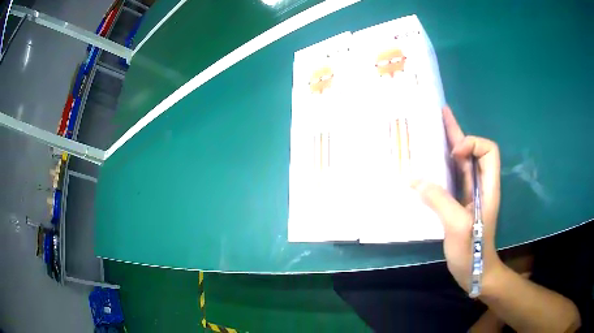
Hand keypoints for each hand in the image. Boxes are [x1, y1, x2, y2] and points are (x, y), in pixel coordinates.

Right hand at [412, 106, 501, 292]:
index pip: (488, 151)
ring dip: (449, 145)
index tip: (454, 153)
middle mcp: (480, 185)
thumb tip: (414, 180)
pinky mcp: (460, 203)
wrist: (476, 272)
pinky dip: (441, 167)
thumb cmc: (472, 251)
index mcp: (487, 186)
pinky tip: (429, 164)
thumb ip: (439, 201)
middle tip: (440, 115)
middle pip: (474, 151)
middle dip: (457, 133)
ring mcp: (470, 194)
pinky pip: (452, 178)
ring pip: (462, 163)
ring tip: (432, 131)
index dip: (472, 144)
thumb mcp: (457, 226)